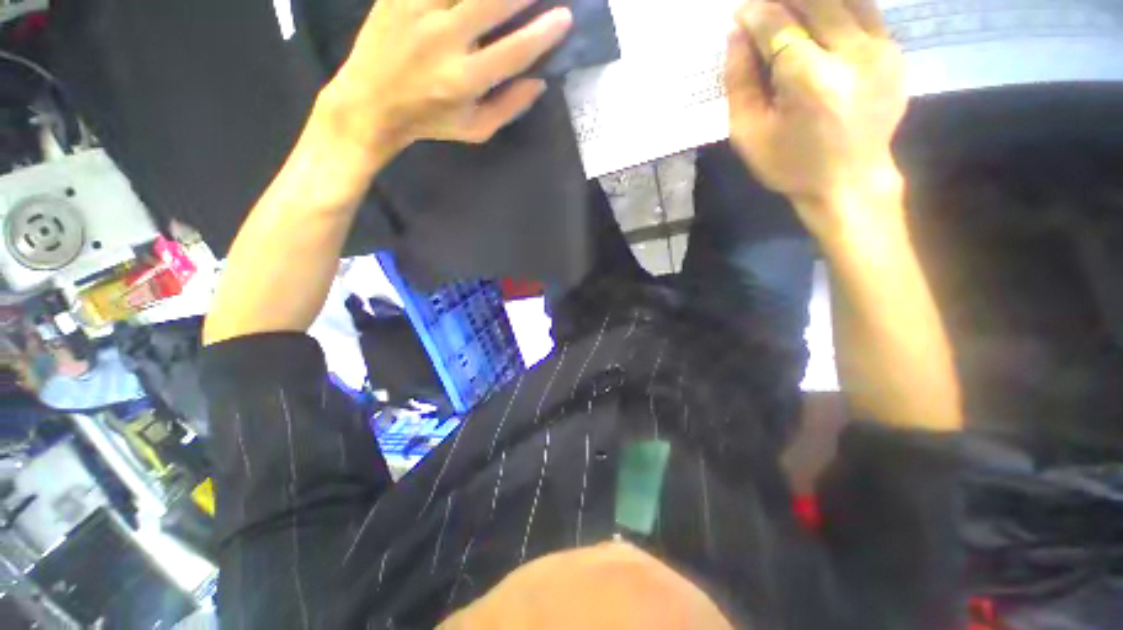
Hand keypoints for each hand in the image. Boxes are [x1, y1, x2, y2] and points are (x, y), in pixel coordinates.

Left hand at [322, 0, 572, 154]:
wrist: (371, 102)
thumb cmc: (430, 121)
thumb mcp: (475, 129)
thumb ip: (509, 107)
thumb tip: (539, 80)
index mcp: (464, 80)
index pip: (513, 51)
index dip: (543, 33)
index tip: (565, 17)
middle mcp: (442, 39)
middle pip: (492, 1)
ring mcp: (417, 9)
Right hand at [725, 0, 906, 235]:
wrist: (849, 182)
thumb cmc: (790, 164)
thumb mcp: (748, 134)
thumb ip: (739, 83)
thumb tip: (736, 34)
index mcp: (811, 82)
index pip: (779, 26)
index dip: (755, 14)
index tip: (739, 13)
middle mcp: (853, 55)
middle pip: (816, 1)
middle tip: (763, 7)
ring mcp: (881, 49)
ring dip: (812, 1)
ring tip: (790, 11)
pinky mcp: (895, 51)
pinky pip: (864, 10)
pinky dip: (837, 8)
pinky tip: (818, 22)